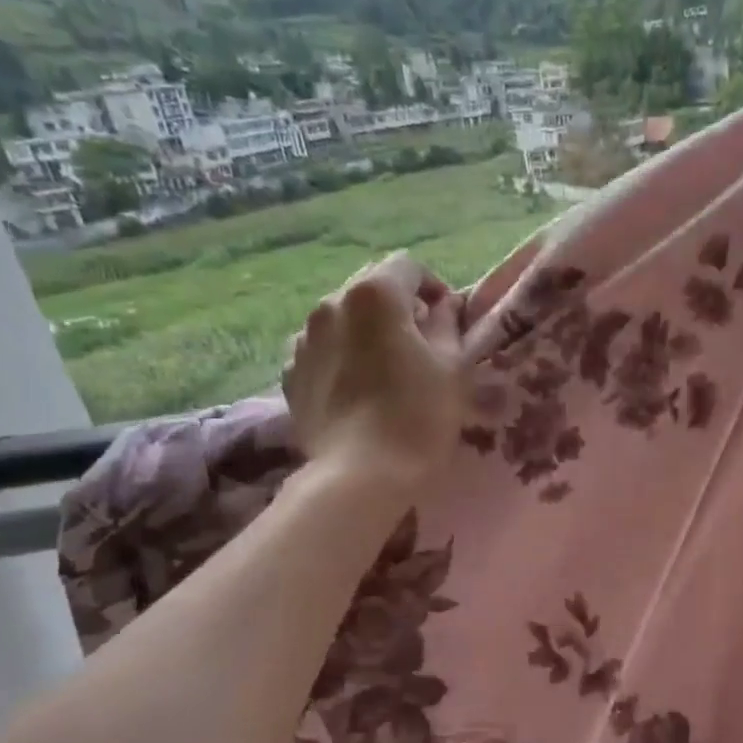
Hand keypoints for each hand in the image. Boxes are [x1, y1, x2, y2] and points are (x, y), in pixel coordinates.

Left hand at [282, 254, 467, 486]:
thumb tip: (442, 306)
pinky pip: (322, 351)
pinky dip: (342, 357)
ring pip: (342, 319)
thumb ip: (448, 324)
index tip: (447, 317)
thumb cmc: (418, 416)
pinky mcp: (289, 374)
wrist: (360, 475)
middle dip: (397, 307)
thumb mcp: (452, 367)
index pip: (408, 266)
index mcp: (374, 295)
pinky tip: (358, 389)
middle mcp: (330, 304)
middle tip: (421, 343)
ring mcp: (303, 339)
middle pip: (370, 289)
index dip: (433, 286)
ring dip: (366, 331)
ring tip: (385, 368)